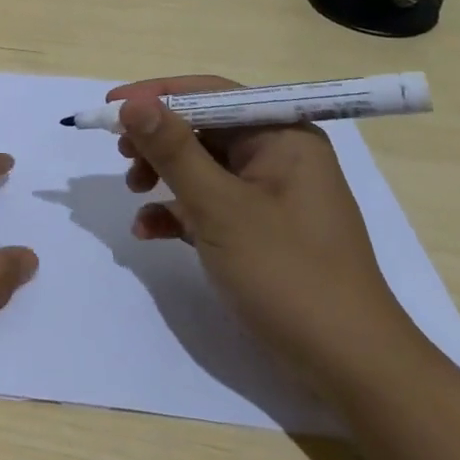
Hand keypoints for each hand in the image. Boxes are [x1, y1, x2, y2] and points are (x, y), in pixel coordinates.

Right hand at [112, 75, 415, 388]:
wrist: (349, 366)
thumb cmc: (287, 273)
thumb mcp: (219, 206)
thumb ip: (173, 150)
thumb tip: (131, 102)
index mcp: (282, 136)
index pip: (211, 93)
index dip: (157, 95)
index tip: (111, 106)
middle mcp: (278, 156)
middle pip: (202, 128)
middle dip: (157, 141)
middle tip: (122, 156)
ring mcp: (270, 195)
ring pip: (201, 166)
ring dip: (162, 176)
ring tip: (135, 195)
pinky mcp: (259, 229)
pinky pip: (208, 203)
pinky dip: (177, 212)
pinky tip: (149, 231)